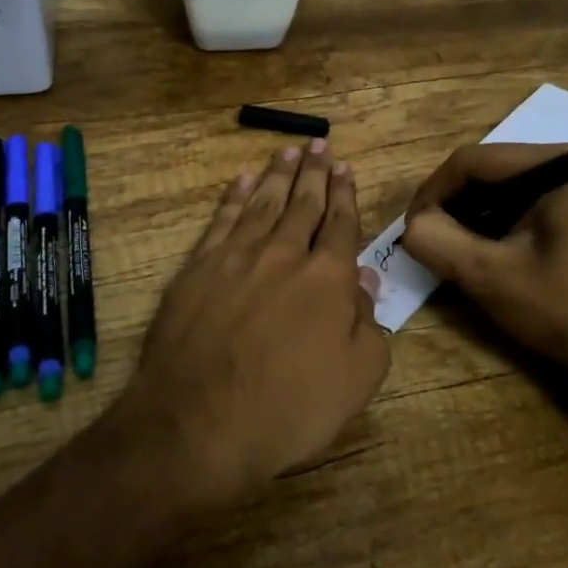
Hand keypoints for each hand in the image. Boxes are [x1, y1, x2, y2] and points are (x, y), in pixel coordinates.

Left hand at [124, 140, 390, 505]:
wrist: (199, 422)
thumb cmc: (288, 409)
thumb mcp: (356, 379)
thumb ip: (368, 325)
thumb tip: (366, 279)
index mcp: (328, 278)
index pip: (341, 225)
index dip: (345, 195)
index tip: (346, 169)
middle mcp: (284, 254)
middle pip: (303, 203)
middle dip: (314, 173)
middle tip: (320, 144)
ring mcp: (237, 257)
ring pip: (263, 203)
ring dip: (278, 175)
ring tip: (288, 152)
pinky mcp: (199, 267)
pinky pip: (222, 220)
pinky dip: (234, 198)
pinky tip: (243, 181)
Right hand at [401, 142, 567, 399]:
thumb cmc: (566, 312)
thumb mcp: (491, 276)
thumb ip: (438, 242)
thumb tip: (411, 226)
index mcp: (559, 165)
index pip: (472, 161)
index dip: (433, 193)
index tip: (411, 231)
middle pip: (486, 171)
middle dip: (451, 206)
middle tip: (427, 243)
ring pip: (499, 190)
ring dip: (469, 218)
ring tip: (449, 252)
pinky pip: (519, 206)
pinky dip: (493, 227)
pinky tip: (480, 256)